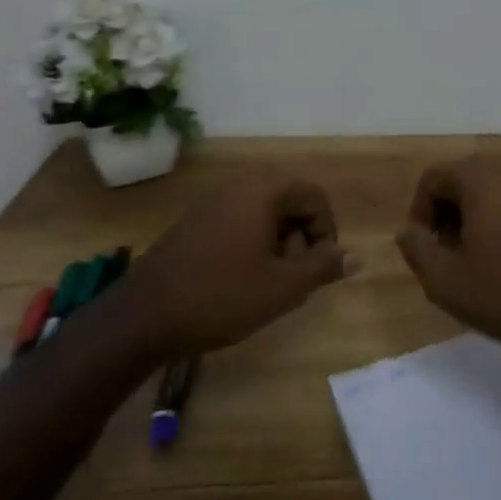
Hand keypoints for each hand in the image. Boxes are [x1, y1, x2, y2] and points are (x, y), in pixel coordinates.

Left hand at [119, 172, 355, 355]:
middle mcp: (240, 185)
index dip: (326, 231)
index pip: (315, 196)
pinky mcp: (195, 220)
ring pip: (265, 212)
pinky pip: (239, 220)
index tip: (318, 268)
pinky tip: (240, 279)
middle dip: (301, 237)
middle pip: (290, 200)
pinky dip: (252, 243)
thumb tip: (356, 257)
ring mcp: (213, 201)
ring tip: (268, 282)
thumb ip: (323, 267)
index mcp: (264, 190)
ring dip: (278, 242)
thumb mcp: (282, 287)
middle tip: (293, 277)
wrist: (144, 315)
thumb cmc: (221, 296)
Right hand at [395, 155, 500, 362]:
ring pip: (490, 189)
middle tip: (448, 257)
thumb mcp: (447, 281)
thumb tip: (408, 231)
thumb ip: (416, 249)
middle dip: (447, 215)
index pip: (432, 179)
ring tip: (477, 260)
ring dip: (474, 217)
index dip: (419, 214)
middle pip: (462, 179)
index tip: (425, 251)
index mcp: (481, 176)